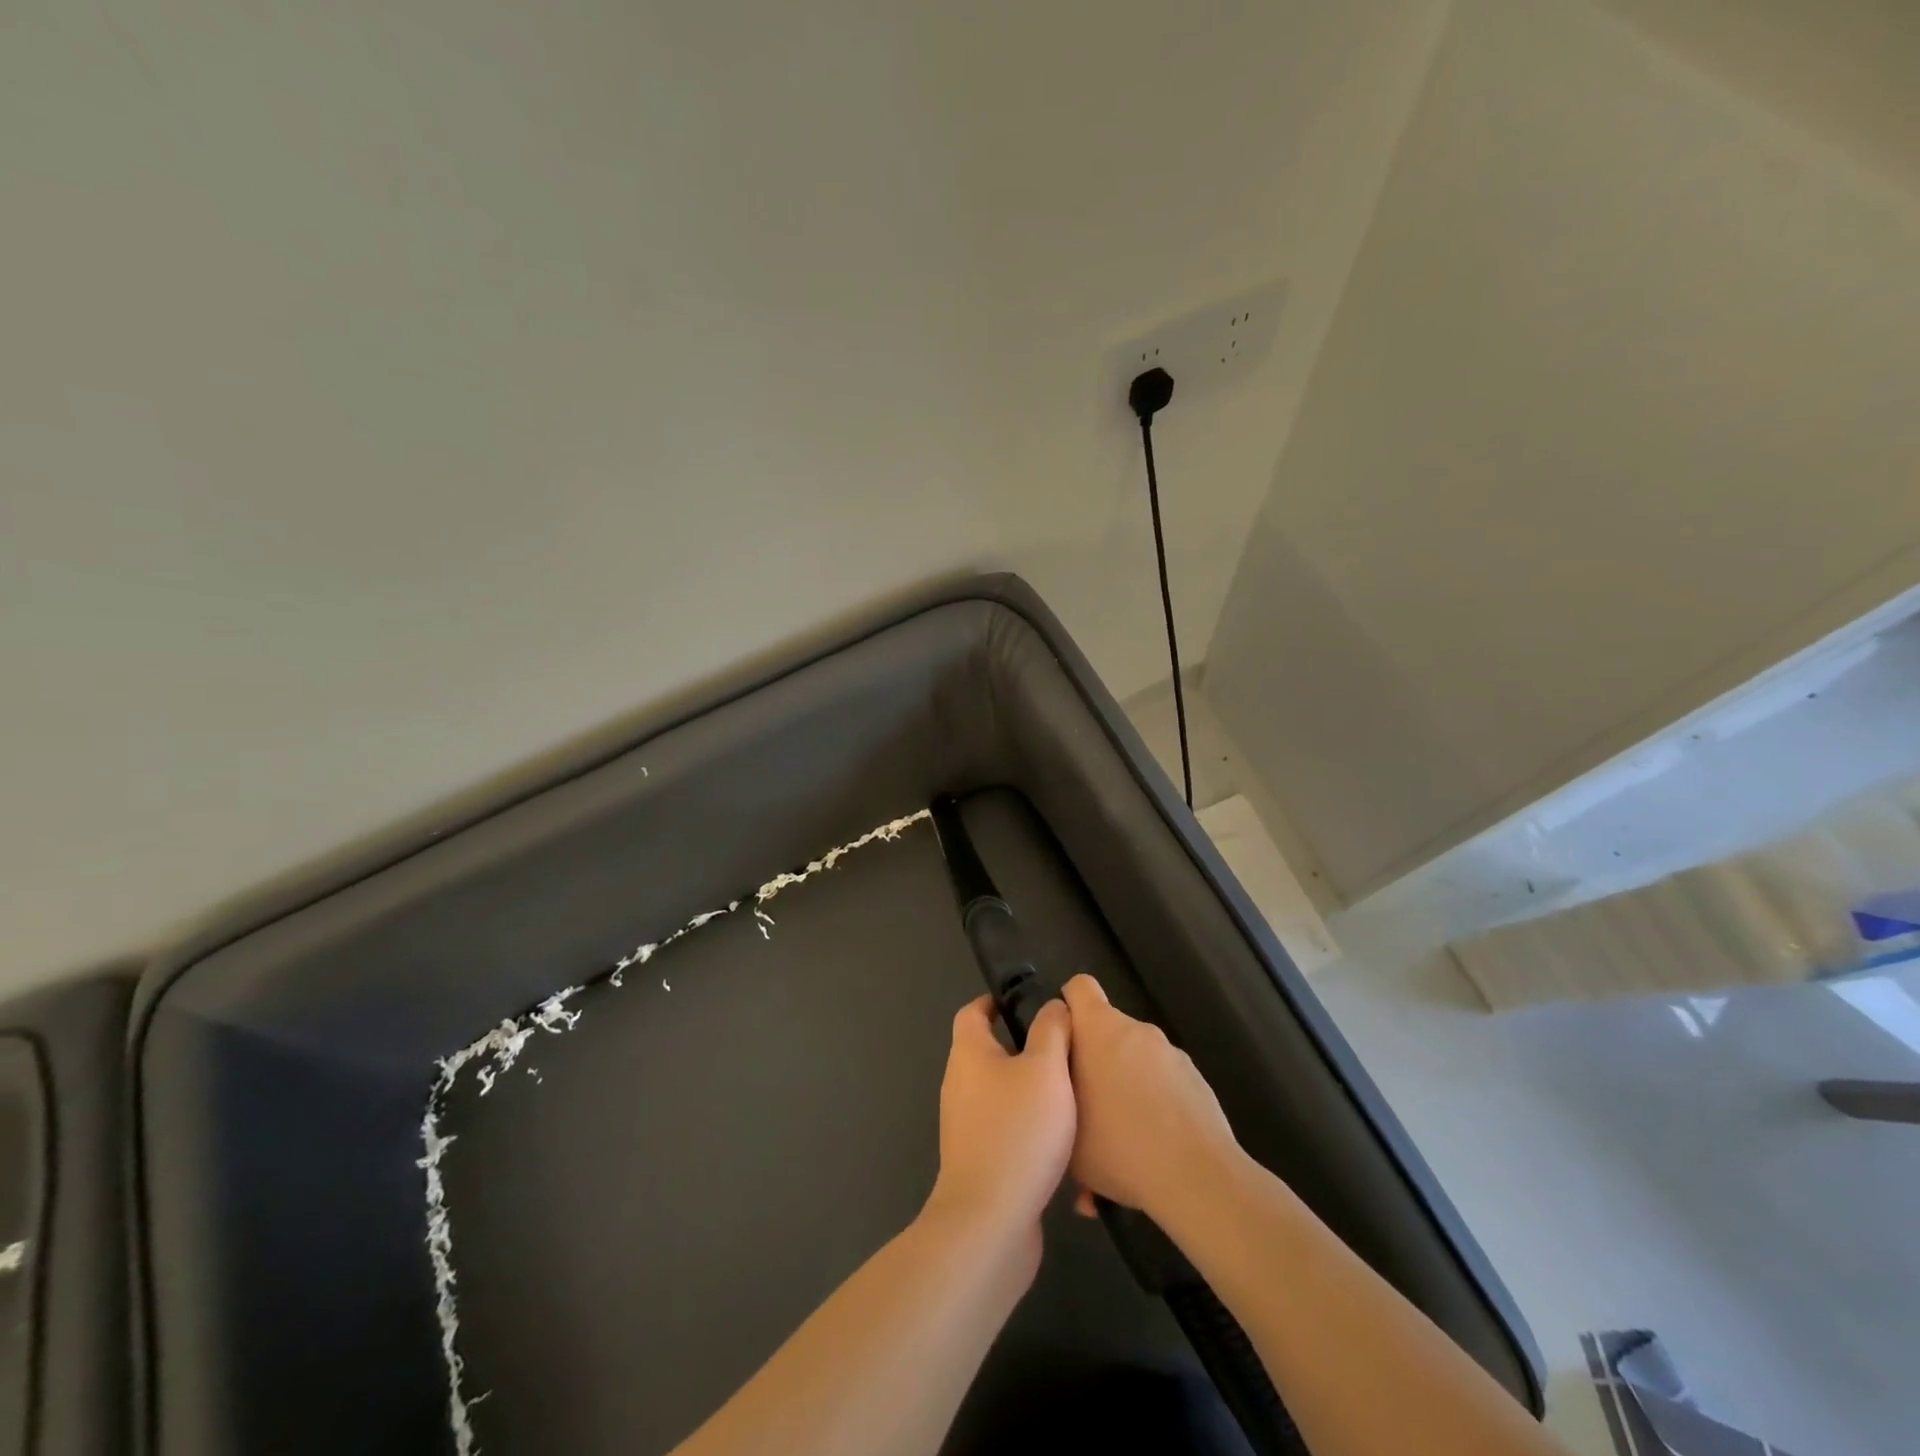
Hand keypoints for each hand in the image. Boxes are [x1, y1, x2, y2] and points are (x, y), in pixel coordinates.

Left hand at [925, 996, 1075, 1252]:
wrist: (991, 1222)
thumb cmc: (1018, 1131)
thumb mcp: (1046, 1069)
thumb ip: (1052, 1030)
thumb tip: (1053, 1006)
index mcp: (969, 1054)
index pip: (973, 1012)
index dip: (997, 1001)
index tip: (1029, 1002)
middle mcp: (960, 1085)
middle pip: (988, 1051)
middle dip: (1022, 1046)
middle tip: (1065, 1047)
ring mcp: (966, 1126)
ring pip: (1000, 1092)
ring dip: (1029, 1088)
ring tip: (1071, 1089)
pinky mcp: (979, 1160)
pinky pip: (1005, 1128)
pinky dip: (1028, 1124)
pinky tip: (1061, 1137)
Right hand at [1061, 975, 1241, 1222]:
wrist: (1196, 1177)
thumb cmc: (1118, 1145)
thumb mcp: (1065, 1125)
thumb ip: (1056, 1089)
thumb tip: (1060, 1080)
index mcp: (1099, 1029)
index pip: (1079, 987)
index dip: (1068, 1008)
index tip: (1062, 1042)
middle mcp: (1136, 1030)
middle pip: (1107, 1030)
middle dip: (1096, 1059)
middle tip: (1087, 1103)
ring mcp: (1170, 1052)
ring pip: (1135, 1058)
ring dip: (1125, 1082)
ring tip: (1121, 1133)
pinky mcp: (1195, 1078)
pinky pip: (1162, 1081)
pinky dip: (1154, 1100)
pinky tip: (1152, 1143)